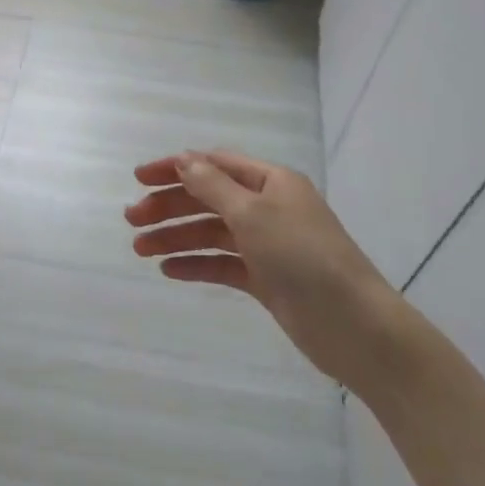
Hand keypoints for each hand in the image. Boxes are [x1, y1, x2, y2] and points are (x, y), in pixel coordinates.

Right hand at [125, 150, 392, 386]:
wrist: (353, 325)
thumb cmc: (302, 256)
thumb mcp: (253, 213)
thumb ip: (212, 186)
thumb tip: (184, 160)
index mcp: (271, 182)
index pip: (214, 164)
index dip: (175, 168)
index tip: (138, 178)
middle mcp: (268, 207)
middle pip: (208, 198)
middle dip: (169, 206)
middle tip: (131, 220)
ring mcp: (267, 244)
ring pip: (211, 233)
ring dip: (176, 237)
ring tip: (140, 249)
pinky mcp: (266, 278)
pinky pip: (223, 264)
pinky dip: (197, 264)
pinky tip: (169, 270)